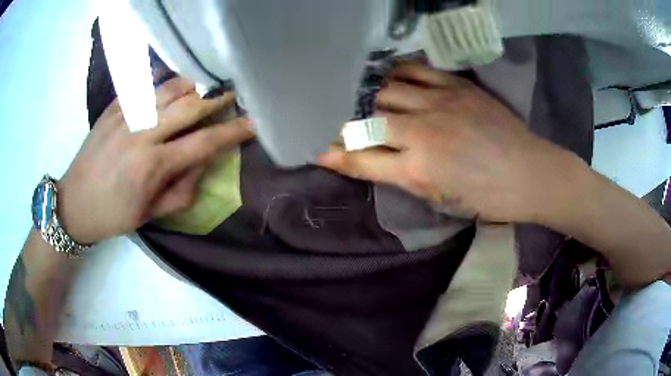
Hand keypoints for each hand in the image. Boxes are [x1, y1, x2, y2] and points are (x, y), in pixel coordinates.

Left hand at [57, 78, 253, 243]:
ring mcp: (125, 116)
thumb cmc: (112, 215)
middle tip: (231, 97)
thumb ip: (182, 191)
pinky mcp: (112, 108)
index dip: (231, 133)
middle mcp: (141, 135)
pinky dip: (161, 79)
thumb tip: (203, 165)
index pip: (203, 144)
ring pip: (167, 88)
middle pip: (189, 106)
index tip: (251, 125)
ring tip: (203, 88)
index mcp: (152, 166)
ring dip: (192, 85)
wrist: (74, 203)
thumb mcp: (150, 215)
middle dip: (216, 100)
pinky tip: (170, 82)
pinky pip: (142, 84)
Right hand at [318, 63, 581, 222]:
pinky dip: (395, 74)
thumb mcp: (440, 199)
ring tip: (358, 98)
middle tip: (335, 122)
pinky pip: (414, 71)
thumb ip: (403, 177)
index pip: (360, 160)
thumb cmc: (486, 197)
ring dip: (367, 97)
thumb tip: (374, 163)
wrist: (528, 173)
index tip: (318, 151)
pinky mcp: (455, 86)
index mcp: (417, 170)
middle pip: (365, 120)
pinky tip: (388, 77)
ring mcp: (438, 103)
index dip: (335, 156)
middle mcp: (421, 132)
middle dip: (344, 124)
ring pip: (385, 91)